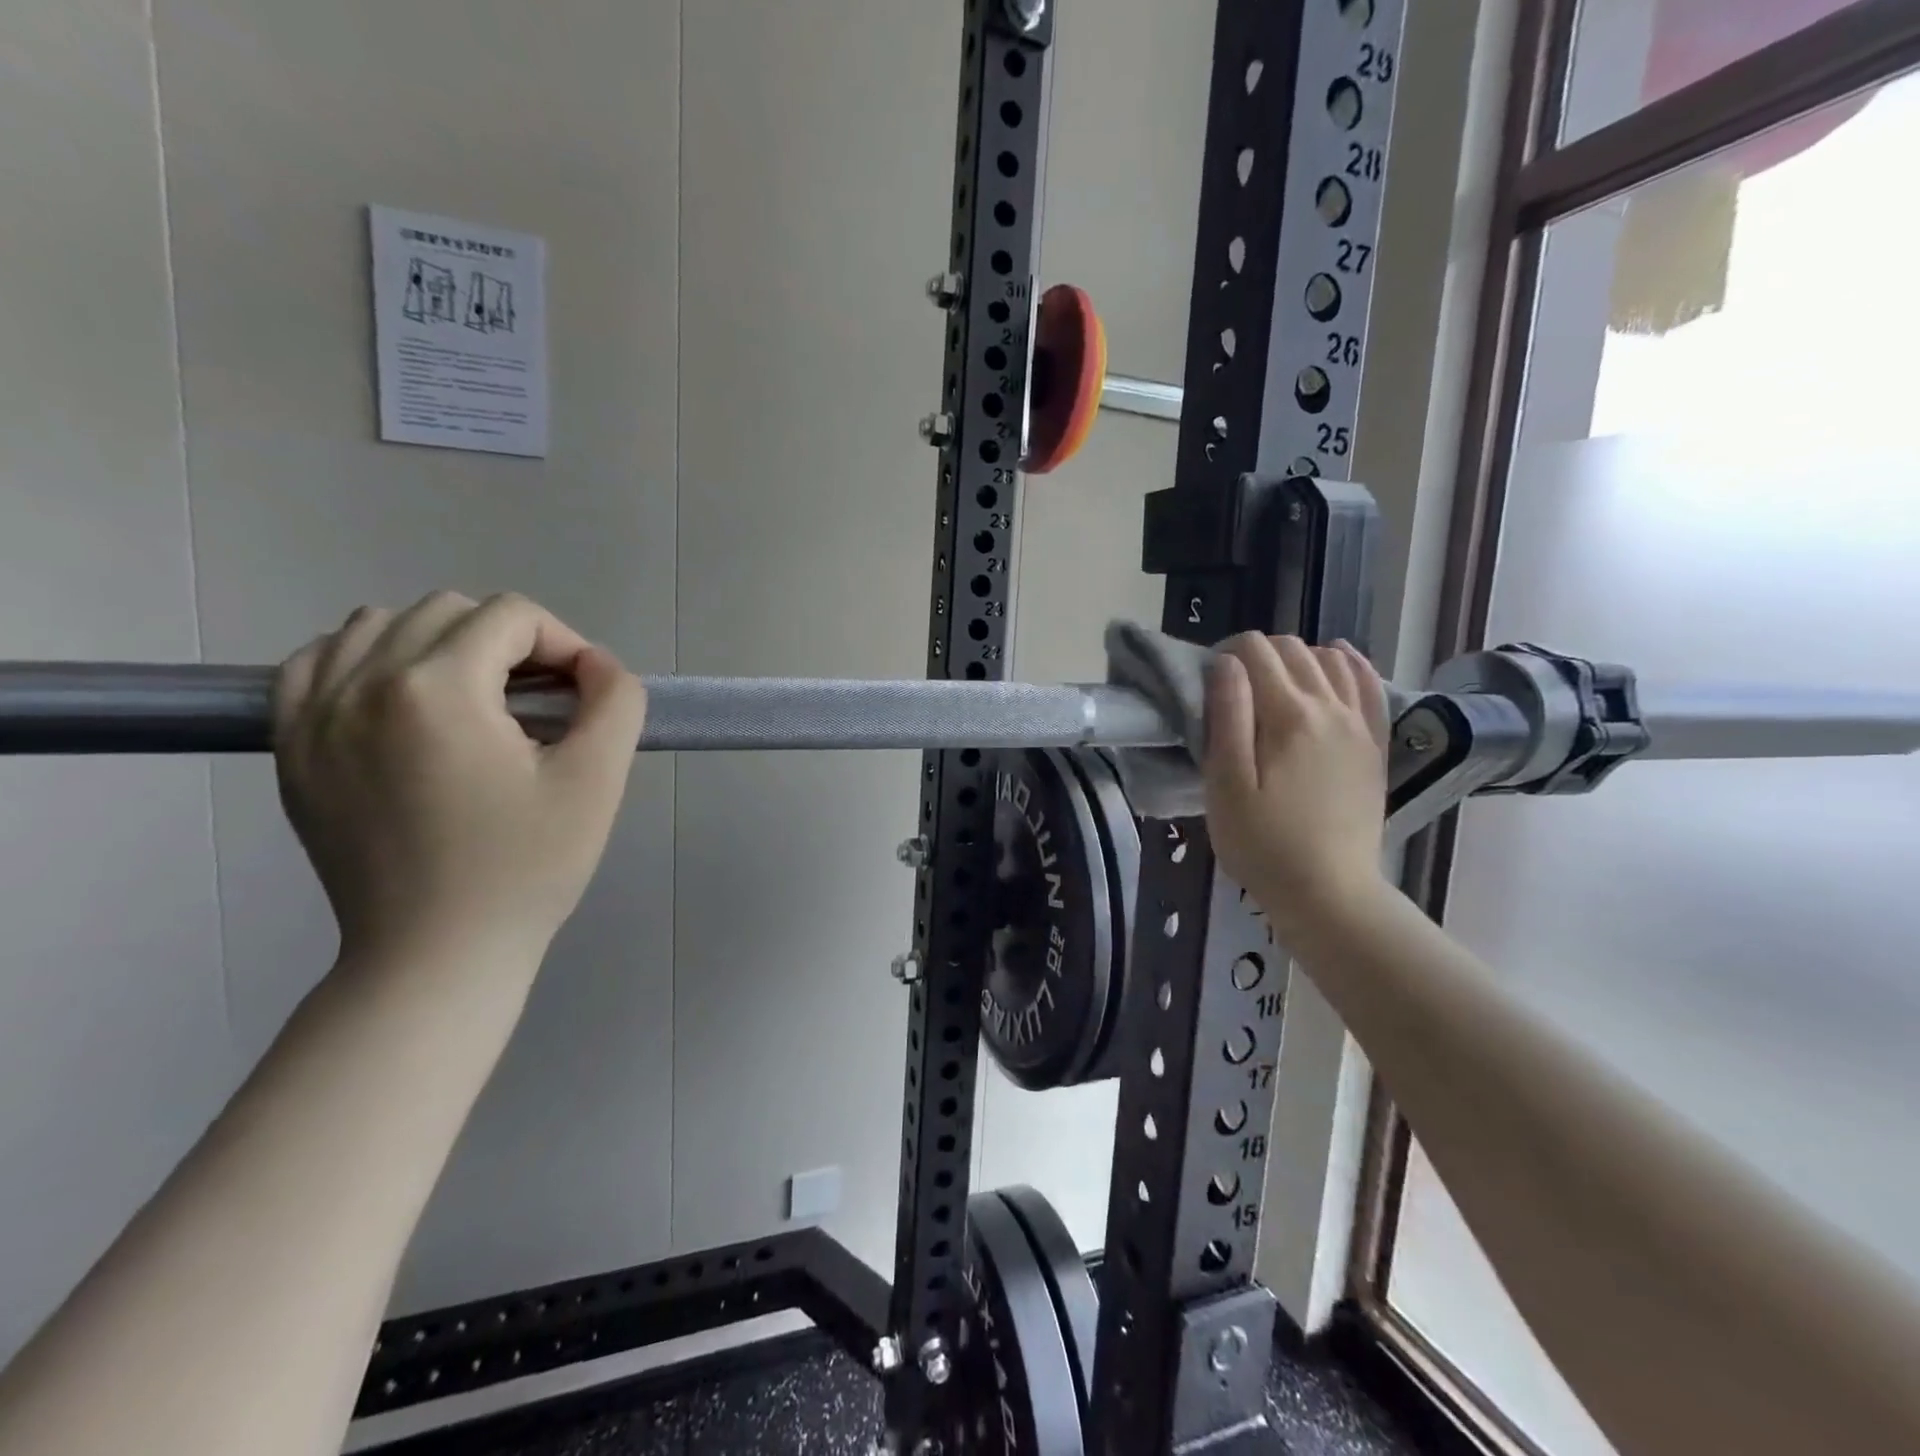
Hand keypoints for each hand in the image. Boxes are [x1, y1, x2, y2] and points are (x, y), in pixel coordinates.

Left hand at [273, 592, 646, 969]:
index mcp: (437, 690)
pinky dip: (369, 662)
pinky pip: (318, 663)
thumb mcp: (598, 781)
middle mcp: (360, 685)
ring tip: (476, 702)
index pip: (511, 616)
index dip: (564, 644)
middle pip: (449, 611)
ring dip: (441, 645)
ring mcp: (312, 716)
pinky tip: (406, 704)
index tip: (583, 698)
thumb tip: (595, 664)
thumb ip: (616, 702)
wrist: (437, 954)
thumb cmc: (526, 868)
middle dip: (509, 642)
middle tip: (541, 704)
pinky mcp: (291, 749)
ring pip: (379, 625)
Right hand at [1202, 634, 1389, 939]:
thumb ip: (1227, 719)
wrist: (1330, 893)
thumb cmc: (1263, 844)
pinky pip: (1368, 685)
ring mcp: (1359, 725)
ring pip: (1330, 660)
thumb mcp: (1226, 786)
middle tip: (1233, 689)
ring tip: (1272, 684)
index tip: (1209, 682)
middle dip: (1257, 655)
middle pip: (1292, 650)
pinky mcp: (1373, 744)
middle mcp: (1330, 708)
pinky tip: (1336, 659)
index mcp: (1288, 716)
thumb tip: (1226, 664)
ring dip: (1297, 658)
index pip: (1256, 652)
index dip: (1226, 654)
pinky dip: (1349, 663)